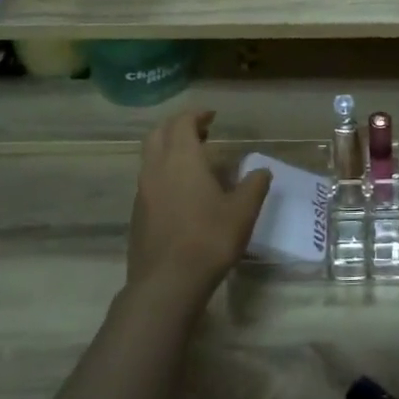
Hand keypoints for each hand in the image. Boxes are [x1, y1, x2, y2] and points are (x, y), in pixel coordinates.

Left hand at [126, 112, 271, 306]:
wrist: (167, 282)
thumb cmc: (209, 238)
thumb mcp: (243, 211)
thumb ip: (254, 185)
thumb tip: (261, 171)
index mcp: (182, 158)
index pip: (182, 122)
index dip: (196, 115)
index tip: (212, 116)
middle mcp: (156, 168)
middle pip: (159, 134)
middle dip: (178, 127)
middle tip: (201, 132)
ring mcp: (142, 192)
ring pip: (150, 157)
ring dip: (168, 149)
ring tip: (193, 159)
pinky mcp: (137, 214)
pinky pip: (148, 180)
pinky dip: (163, 172)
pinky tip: (182, 191)